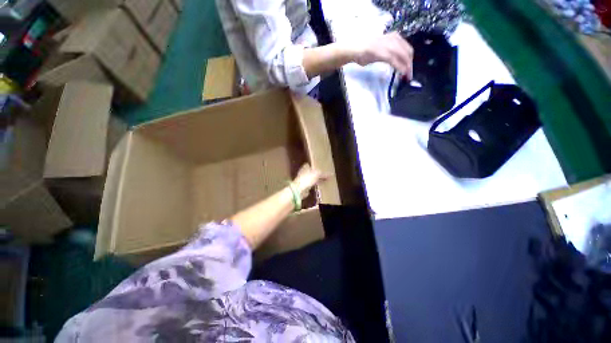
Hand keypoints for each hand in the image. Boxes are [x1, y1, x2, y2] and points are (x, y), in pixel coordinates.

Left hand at [293, 164, 328, 198]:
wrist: (299, 189)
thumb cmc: (307, 179)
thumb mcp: (317, 174)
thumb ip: (324, 174)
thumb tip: (331, 174)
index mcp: (305, 167)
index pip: (311, 165)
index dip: (316, 166)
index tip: (321, 168)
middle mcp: (303, 173)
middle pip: (311, 172)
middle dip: (317, 174)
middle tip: (325, 175)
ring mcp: (303, 180)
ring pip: (311, 179)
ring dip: (316, 180)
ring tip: (324, 181)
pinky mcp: (303, 187)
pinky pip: (311, 185)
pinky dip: (314, 185)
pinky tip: (319, 186)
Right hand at [351, 32, 413, 78]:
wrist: (355, 49)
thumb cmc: (365, 51)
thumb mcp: (382, 49)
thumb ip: (390, 53)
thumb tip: (396, 62)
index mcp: (394, 37)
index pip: (407, 48)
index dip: (410, 60)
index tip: (409, 69)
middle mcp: (394, 39)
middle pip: (408, 52)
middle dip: (410, 65)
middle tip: (409, 76)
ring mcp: (389, 46)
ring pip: (404, 56)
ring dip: (407, 68)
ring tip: (406, 76)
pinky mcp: (384, 53)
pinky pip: (395, 61)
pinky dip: (400, 68)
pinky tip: (402, 73)